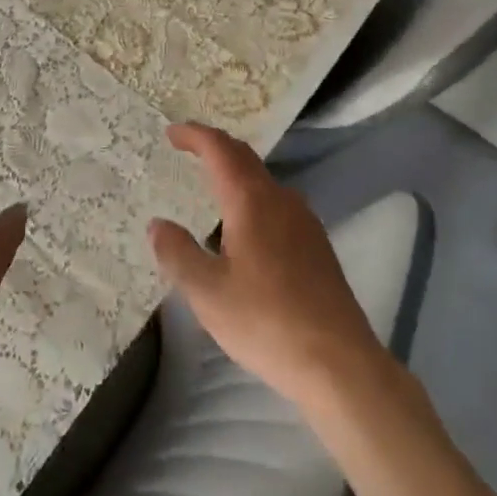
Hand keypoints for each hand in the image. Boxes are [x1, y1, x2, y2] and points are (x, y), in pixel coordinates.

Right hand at [148, 124, 388, 409]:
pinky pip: (277, 202)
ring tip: (212, 185)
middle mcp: (280, 199)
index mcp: (251, 200)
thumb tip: (157, 224)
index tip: (171, 132)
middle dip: (214, 146)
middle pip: (244, 157)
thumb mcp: (208, 293)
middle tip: (187, 148)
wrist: (339, 363)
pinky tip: (245, 228)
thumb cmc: (266, 323)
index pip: (220, 149)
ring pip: (263, 180)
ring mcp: (304, 220)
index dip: (194, 135)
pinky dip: (252, 196)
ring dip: (235, 171)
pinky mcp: (317, 244)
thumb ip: (178, 253)